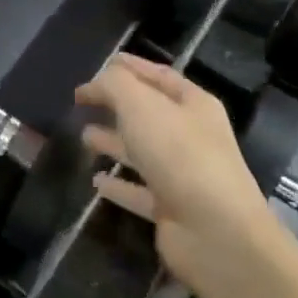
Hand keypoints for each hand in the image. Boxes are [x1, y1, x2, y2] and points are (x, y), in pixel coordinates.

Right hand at [78, 55, 276, 288]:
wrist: (216, 233)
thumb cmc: (179, 155)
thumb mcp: (141, 105)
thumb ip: (115, 85)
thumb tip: (97, 81)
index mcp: (193, 104)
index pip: (158, 75)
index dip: (129, 67)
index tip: (100, 64)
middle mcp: (191, 136)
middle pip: (149, 113)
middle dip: (117, 105)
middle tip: (82, 102)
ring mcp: (182, 174)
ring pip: (142, 151)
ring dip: (114, 142)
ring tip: (83, 136)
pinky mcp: (171, 208)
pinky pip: (139, 190)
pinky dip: (118, 185)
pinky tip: (96, 180)